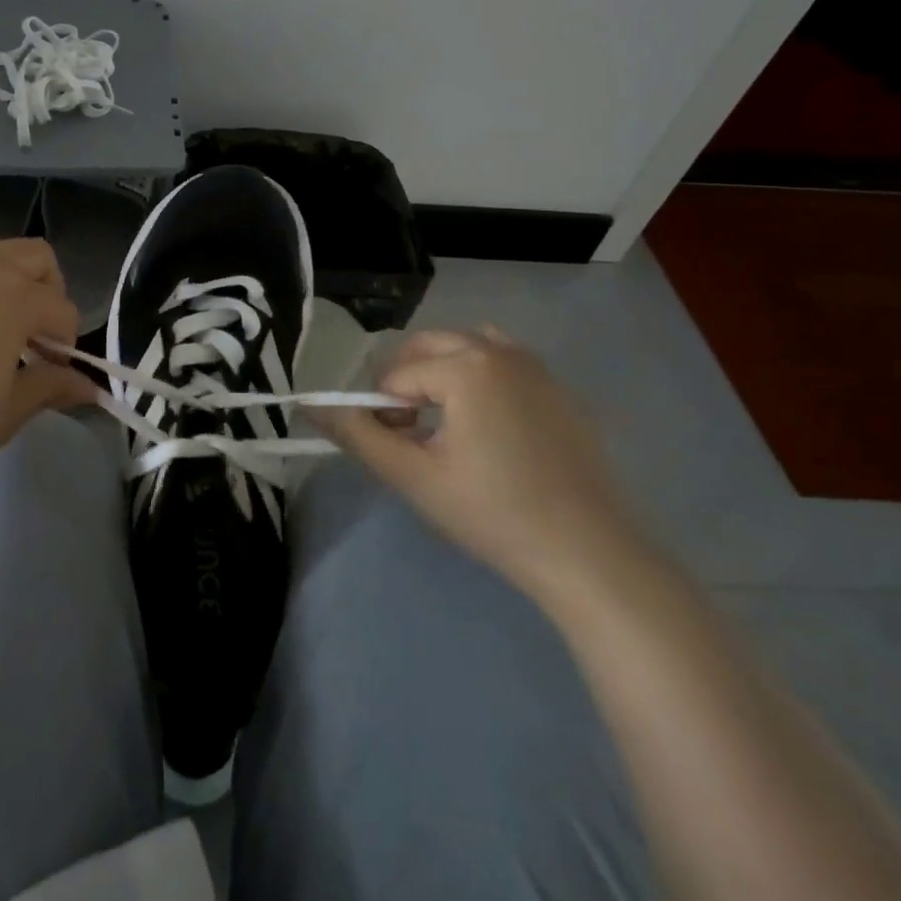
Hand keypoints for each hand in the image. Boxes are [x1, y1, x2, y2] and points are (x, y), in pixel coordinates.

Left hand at [0, 221, 96, 495]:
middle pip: (35, 256)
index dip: (66, 343)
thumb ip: (49, 387)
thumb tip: (87, 386)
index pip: (62, 308)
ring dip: (6, 265)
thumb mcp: (5, 412)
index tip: (56, 376)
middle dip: (48, 291)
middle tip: (34, 339)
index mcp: (16, 296)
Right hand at [324, 328, 644, 599]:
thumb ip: (358, 434)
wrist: (588, 554)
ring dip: (441, 372)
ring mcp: (536, 367)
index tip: (398, 451)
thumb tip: (312, 406)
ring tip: (445, 424)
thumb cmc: (492, 514)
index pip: (397, 375)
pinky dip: (479, 375)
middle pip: (428, 347)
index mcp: (466, 367)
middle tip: (412, 434)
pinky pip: (504, 360)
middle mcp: (501, 352)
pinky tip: (487, 424)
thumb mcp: (413, 476)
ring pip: (465, 346)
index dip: (384, 412)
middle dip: (407, 382)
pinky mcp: (559, 389)